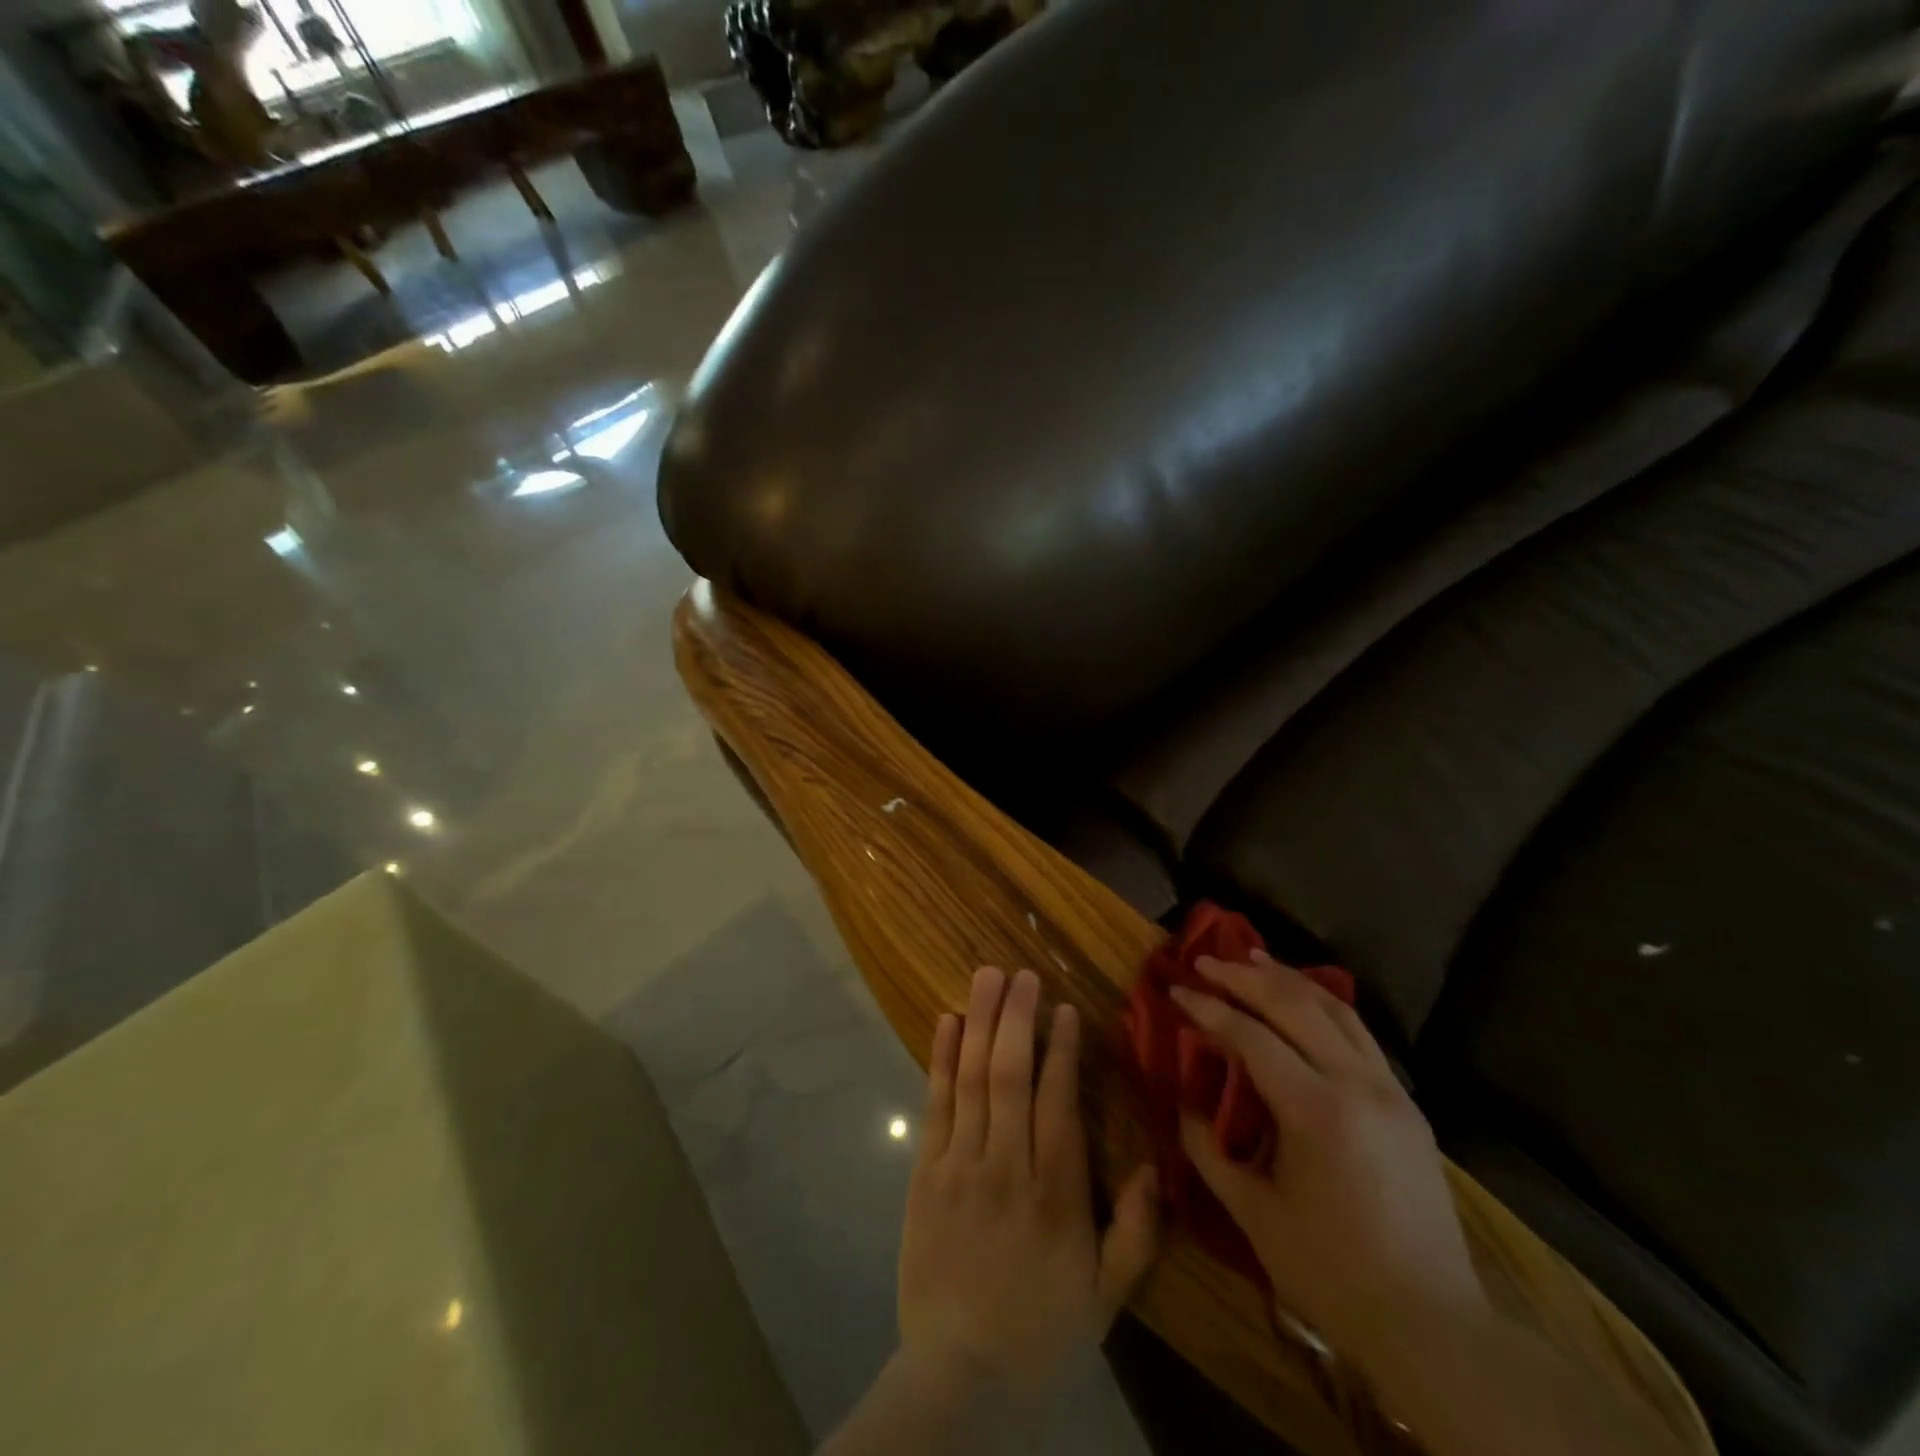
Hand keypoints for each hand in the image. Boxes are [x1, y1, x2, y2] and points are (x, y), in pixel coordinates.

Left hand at [899, 965, 1159, 1398]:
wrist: (959, 1375)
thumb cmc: (1040, 1329)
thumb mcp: (1106, 1297)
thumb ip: (1135, 1233)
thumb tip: (1154, 1166)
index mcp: (1055, 1193)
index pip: (1058, 1101)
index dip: (1062, 1049)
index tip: (1065, 1008)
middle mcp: (1006, 1165)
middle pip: (1010, 1074)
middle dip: (1016, 1016)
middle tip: (1021, 972)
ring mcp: (960, 1164)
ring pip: (971, 1078)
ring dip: (980, 1021)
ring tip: (987, 976)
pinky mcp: (926, 1172)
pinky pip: (935, 1104)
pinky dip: (940, 1058)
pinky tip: (947, 1021)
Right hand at [1172, 951, 1488, 1374]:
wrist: (1434, 1326)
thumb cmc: (1333, 1274)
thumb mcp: (1255, 1215)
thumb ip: (1208, 1151)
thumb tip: (1184, 1104)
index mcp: (1317, 1112)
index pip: (1252, 1037)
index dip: (1209, 1009)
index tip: (1176, 990)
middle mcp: (1358, 1085)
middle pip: (1295, 1005)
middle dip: (1245, 976)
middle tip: (1206, 960)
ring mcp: (1390, 1091)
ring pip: (1336, 1009)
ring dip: (1288, 978)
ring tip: (1252, 957)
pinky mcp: (1407, 1104)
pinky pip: (1359, 1033)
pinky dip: (1323, 1003)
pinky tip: (1303, 998)